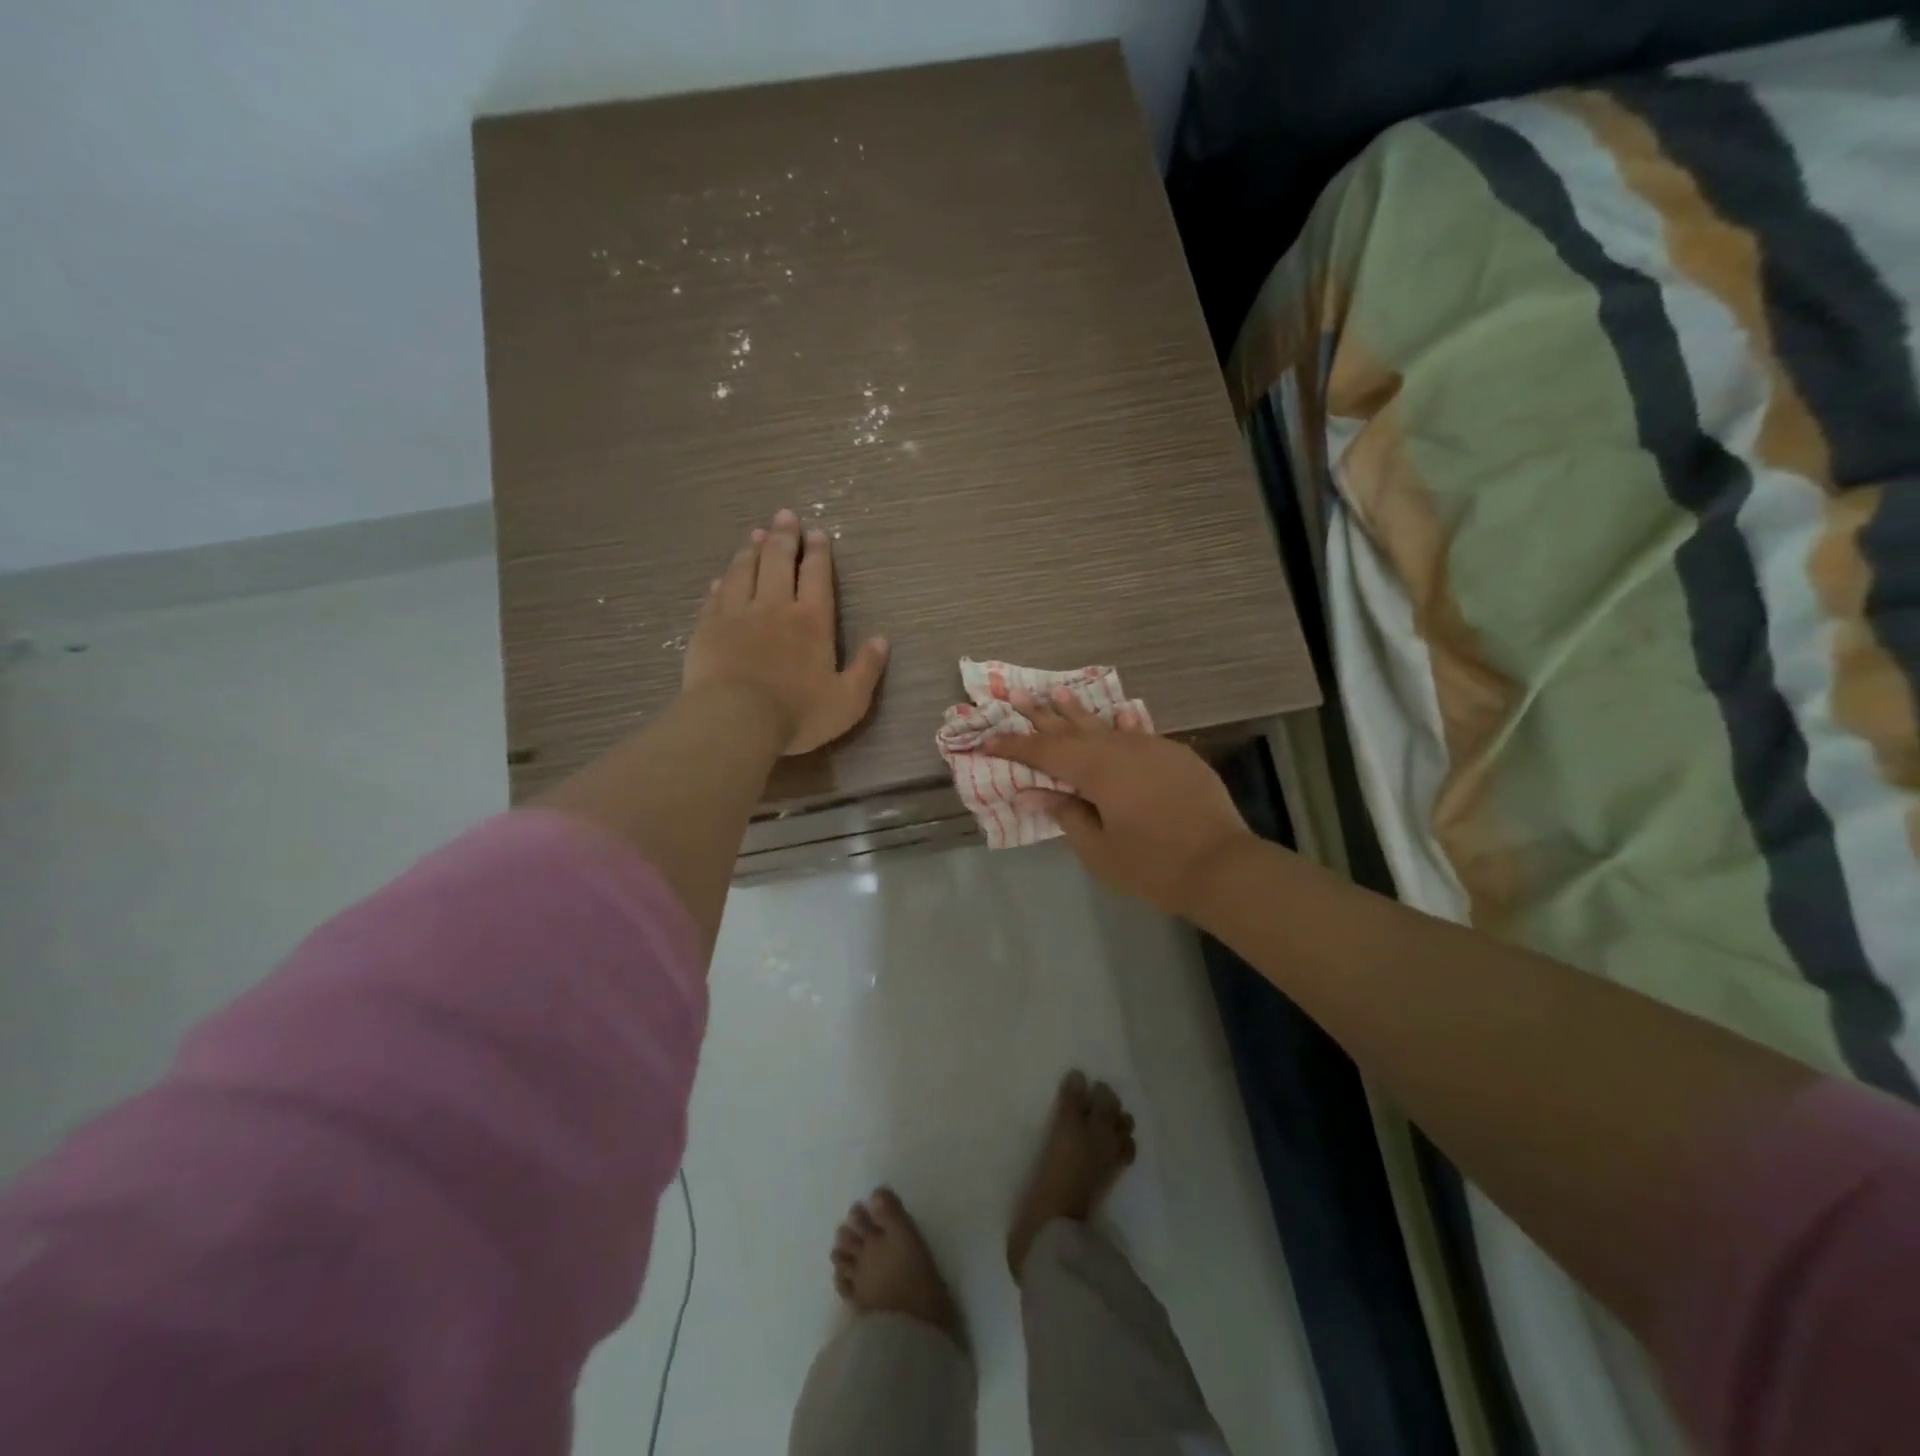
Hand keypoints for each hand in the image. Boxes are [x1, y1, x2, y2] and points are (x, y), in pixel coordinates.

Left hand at [683, 510, 888, 754]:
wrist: (735, 721)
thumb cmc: (797, 714)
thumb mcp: (848, 701)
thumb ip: (867, 669)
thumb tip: (882, 640)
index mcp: (812, 621)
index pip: (816, 576)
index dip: (818, 553)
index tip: (816, 533)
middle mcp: (775, 607)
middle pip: (778, 562)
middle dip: (783, 537)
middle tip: (784, 516)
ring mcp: (737, 615)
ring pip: (744, 572)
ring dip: (751, 550)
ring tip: (755, 534)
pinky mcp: (707, 628)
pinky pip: (716, 596)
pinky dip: (722, 582)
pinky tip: (722, 576)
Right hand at [985, 688, 1251, 916]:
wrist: (1222, 866)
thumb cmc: (1152, 865)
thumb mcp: (1099, 850)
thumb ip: (1067, 815)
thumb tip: (1034, 793)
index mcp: (1097, 770)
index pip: (1046, 752)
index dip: (1015, 746)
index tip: (988, 739)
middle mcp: (1121, 749)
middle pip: (1073, 728)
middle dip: (1043, 715)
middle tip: (1018, 695)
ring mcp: (1152, 748)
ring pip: (1107, 725)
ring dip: (1080, 711)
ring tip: (1059, 692)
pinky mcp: (1175, 756)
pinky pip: (1139, 733)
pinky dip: (1122, 725)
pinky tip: (1119, 714)